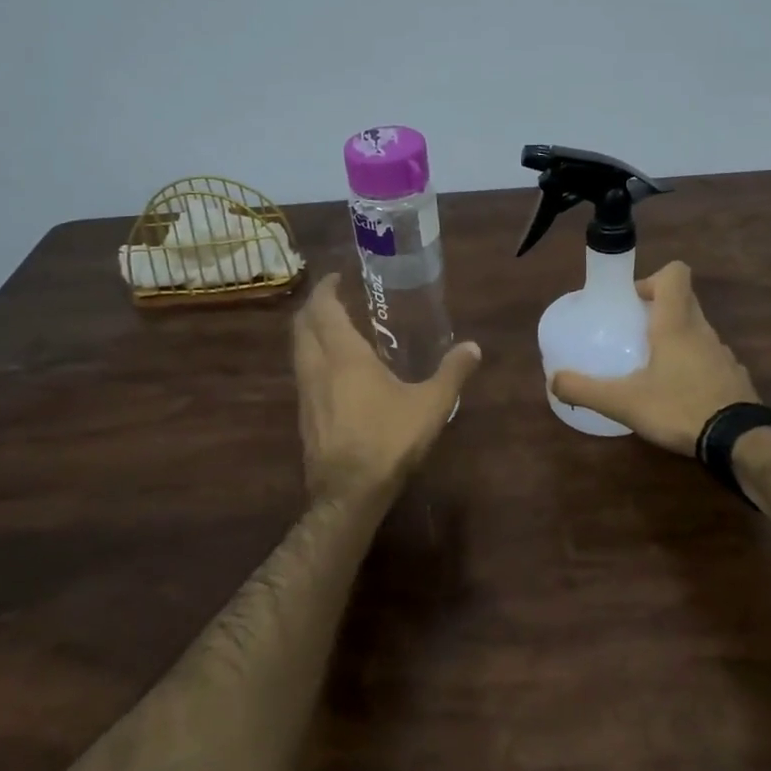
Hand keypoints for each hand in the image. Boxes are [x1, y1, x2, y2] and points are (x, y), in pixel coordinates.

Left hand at [291, 274, 482, 506]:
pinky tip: (334, 371)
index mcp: (344, 356)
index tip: (336, 277)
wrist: (348, 493)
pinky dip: (312, 358)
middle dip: (313, 307)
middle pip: (301, 326)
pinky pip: (302, 373)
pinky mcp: (304, 416)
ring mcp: (305, 393)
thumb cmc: (388, 440)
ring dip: (309, 333)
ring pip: (298, 350)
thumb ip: (452, 373)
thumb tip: (473, 347)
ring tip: (334, 329)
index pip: (324, 309)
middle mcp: (317, 367)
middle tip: (334, 298)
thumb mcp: (430, 405)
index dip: (326, 289)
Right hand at [550, 261, 757, 455]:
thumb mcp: (624, 402)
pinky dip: (693, 365)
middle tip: (633, 333)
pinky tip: (678, 393)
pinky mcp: (734, 377)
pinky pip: (710, 358)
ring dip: (676, 338)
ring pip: (697, 330)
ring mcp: (723, 353)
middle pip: (684, 300)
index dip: (653, 279)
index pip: (676, 273)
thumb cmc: (679, 407)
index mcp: (676, 323)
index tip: (633, 301)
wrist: (740, 440)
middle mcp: (702, 330)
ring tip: (652, 366)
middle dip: (658, 309)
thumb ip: (585, 389)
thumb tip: (553, 381)